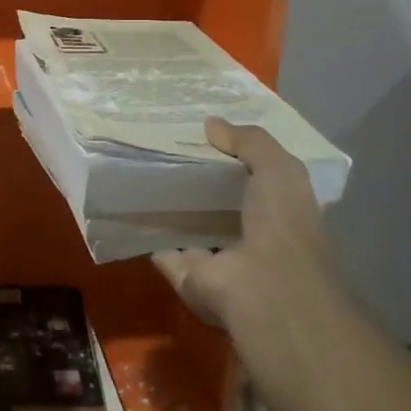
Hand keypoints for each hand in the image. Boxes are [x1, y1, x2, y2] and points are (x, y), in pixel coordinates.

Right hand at [153, 117, 332, 331]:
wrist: (264, 287)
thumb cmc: (282, 224)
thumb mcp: (279, 169)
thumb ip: (250, 142)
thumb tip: (211, 123)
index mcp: (278, 212)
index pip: (254, 180)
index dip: (232, 156)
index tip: (204, 133)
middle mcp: (248, 236)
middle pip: (217, 202)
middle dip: (196, 179)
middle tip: (165, 145)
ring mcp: (216, 259)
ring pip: (188, 224)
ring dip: (170, 205)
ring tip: (140, 168)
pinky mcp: (185, 274)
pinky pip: (161, 247)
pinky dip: (146, 230)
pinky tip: (128, 202)